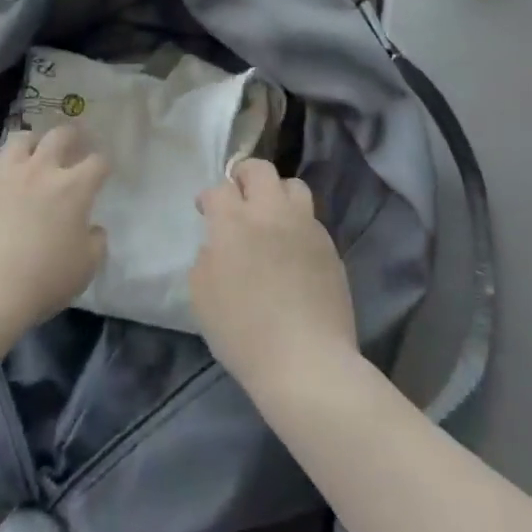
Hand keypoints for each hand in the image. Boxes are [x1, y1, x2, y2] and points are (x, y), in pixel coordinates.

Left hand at [0, 125, 107, 340]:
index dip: (103, 165)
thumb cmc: (42, 281)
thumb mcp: (85, 268)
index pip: (97, 162)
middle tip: (73, 143)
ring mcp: (4, 174)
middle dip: (71, 136)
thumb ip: (96, 242)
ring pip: (20, 139)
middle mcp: (40, 170)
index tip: (102, 171)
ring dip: (31, 144)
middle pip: (60, 135)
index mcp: (73, 188)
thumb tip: (93, 229)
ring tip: (31, 154)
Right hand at [190, 159, 357, 400]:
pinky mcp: (329, 246)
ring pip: (293, 186)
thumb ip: (206, 259)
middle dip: (244, 176)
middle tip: (237, 196)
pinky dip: (297, 223)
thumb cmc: (243, 333)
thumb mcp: (202, 297)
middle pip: (260, 170)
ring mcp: (305, 227)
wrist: (306, 361)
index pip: (220, 189)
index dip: (209, 198)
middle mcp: (271, 213)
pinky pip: (311, 219)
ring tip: (270, 215)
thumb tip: (218, 246)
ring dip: (276, 193)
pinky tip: (292, 248)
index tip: (205, 210)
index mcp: (234, 223)